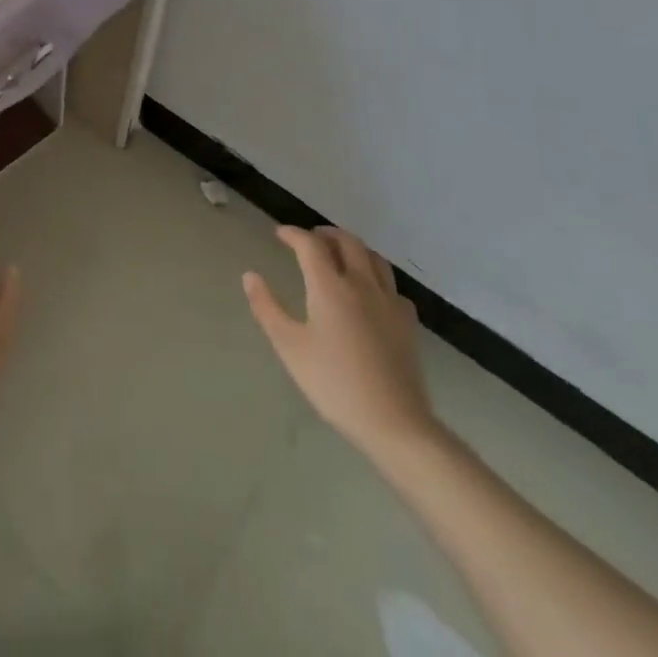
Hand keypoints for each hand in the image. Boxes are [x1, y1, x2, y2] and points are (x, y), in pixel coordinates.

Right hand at [244, 226, 440, 461]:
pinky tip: (370, 293)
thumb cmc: (334, 384)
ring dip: (353, 248)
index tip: (279, 234)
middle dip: (325, 233)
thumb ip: (267, 307)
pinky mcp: (408, 323)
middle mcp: (362, 284)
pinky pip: (392, 286)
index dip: (293, 234)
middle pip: (348, 241)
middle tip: (309, 239)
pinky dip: (376, 277)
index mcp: (330, 286)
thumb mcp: (289, 347)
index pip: (310, 244)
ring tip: (339, 256)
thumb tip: (249, 276)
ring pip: (374, 258)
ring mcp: (389, 302)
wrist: (394, 423)